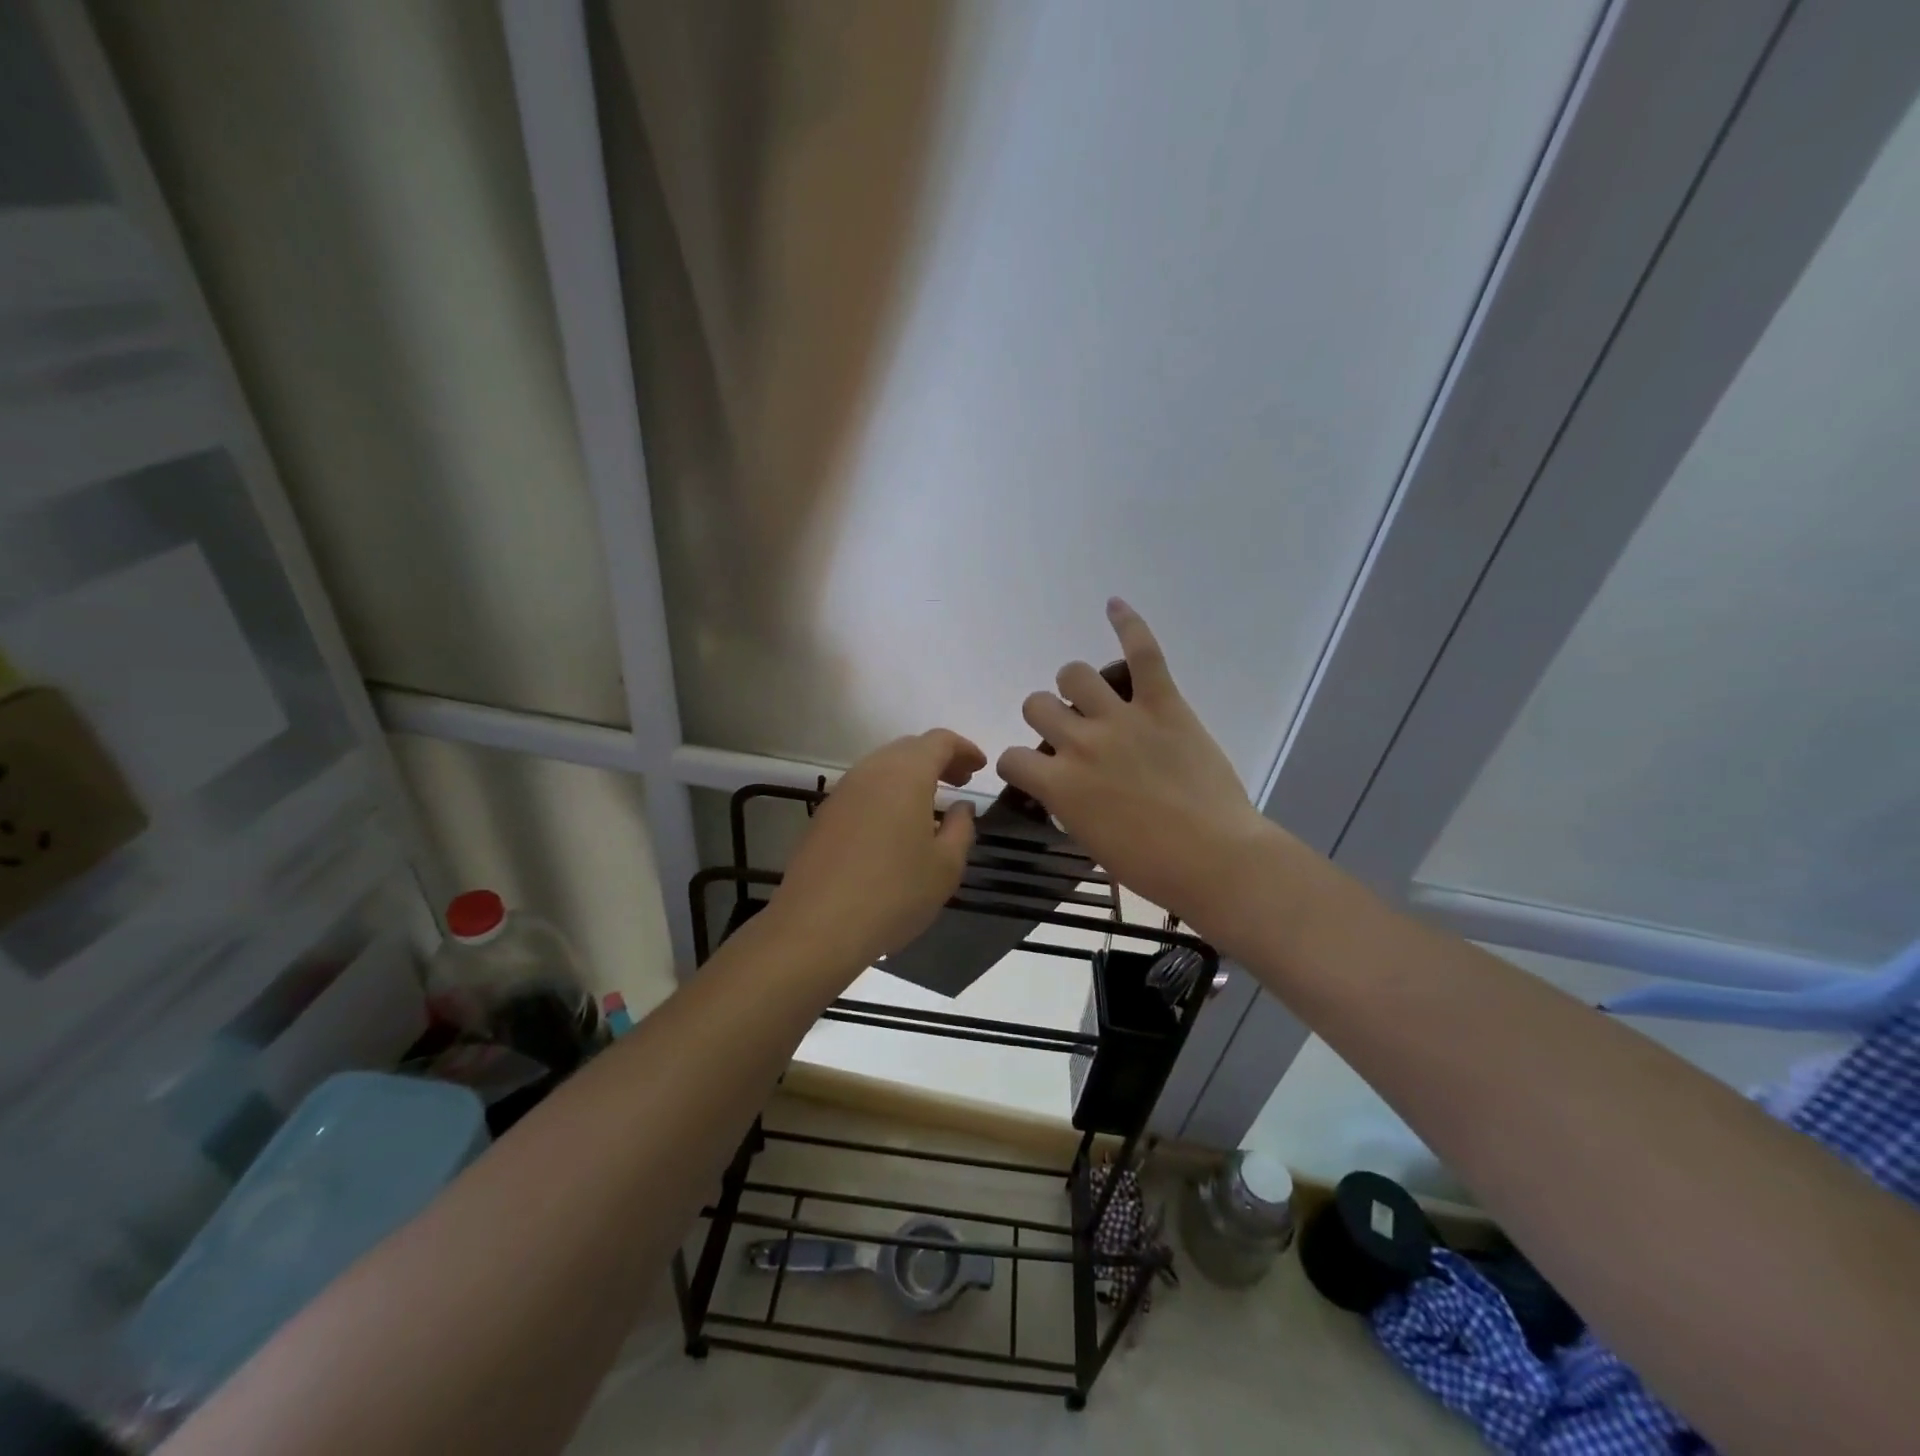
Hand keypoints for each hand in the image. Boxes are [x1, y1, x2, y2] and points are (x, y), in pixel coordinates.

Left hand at [771, 729, 986, 969]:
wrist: (817, 927)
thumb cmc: (894, 894)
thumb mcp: (945, 866)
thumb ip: (961, 828)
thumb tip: (961, 807)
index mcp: (905, 774)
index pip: (939, 741)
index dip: (964, 749)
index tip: (980, 767)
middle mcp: (870, 771)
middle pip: (909, 748)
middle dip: (938, 759)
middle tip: (959, 783)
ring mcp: (842, 792)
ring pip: (882, 767)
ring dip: (910, 776)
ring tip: (930, 804)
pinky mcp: (824, 815)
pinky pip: (863, 789)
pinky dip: (887, 794)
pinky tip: (895, 826)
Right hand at [997, 599, 1273, 935]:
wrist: (1215, 860)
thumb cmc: (1151, 867)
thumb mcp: (1091, 841)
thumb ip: (1068, 804)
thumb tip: (1067, 785)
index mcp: (1059, 784)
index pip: (1011, 758)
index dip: (1016, 765)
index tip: (1031, 773)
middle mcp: (1080, 742)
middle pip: (1037, 705)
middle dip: (1045, 718)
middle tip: (1068, 734)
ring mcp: (1122, 718)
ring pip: (1074, 673)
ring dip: (1073, 685)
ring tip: (1089, 696)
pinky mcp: (1164, 704)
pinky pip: (1143, 652)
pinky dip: (1128, 624)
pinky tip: (1114, 605)